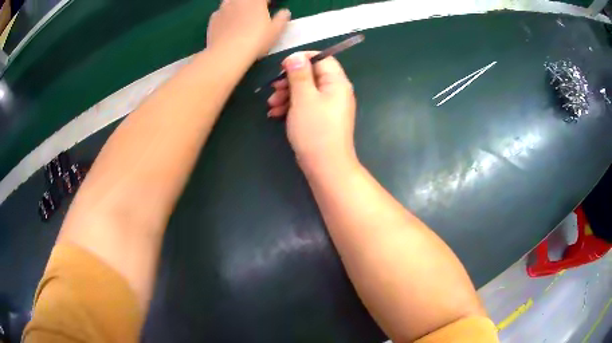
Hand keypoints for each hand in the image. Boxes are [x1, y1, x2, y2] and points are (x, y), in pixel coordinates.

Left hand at [207, 0, 289, 58]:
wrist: (227, 54)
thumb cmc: (255, 41)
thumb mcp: (276, 31)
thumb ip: (282, 18)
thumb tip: (285, 12)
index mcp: (255, 1)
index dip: (267, 2)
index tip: (270, 5)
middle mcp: (238, 0)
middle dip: (251, 3)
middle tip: (255, 10)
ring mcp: (223, 8)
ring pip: (230, 1)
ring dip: (236, 5)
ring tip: (239, 15)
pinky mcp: (213, 19)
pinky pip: (219, 12)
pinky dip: (224, 15)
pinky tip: (227, 24)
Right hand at [268, 52, 357, 173]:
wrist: (326, 166)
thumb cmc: (315, 130)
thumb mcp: (304, 98)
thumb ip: (299, 74)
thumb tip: (296, 56)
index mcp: (337, 82)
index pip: (322, 59)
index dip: (302, 59)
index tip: (283, 66)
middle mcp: (335, 91)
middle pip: (311, 75)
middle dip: (289, 80)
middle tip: (273, 88)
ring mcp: (329, 106)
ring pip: (305, 91)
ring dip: (287, 94)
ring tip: (271, 105)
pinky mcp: (321, 118)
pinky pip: (306, 105)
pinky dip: (291, 106)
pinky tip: (275, 114)